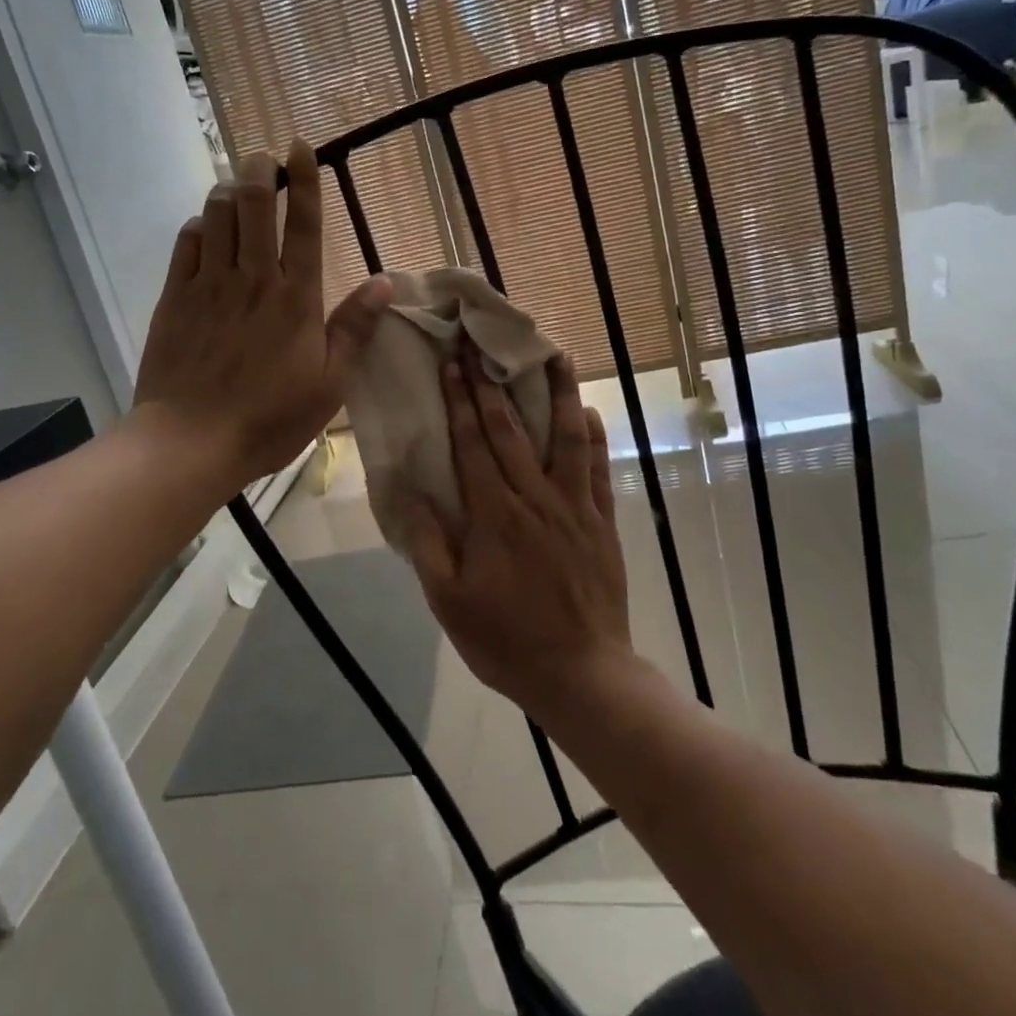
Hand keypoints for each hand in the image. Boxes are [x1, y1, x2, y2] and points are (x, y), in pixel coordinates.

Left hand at [133, 143, 390, 494]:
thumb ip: (355, 328)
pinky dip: (198, 224)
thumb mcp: (330, 383)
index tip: (301, 146)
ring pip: (216, 215)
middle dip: (260, 170)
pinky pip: (185, 243)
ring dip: (228, 190)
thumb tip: (385, 281)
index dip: (304, 179)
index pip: (303, 223)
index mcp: (296, 297)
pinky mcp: (174, 298)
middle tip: (264, 157)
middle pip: (254, 204)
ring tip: (237, 185)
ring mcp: (208, 284)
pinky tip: (205, 226)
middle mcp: (252, 278)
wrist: (191, 441)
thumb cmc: (270, 418)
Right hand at [400, 348, 633, 722]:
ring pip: (567, 437)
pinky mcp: (602, 521)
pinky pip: (600, 469)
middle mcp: (535, 497)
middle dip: (492, 381)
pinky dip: (595, 437)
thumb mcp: (448, 600)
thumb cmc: (505, 640)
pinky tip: (589, 412)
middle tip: (483, 341)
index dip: (460, 399)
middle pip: (511, 428)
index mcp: (494, 514)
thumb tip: (413, 492)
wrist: (580, 674)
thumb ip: (430, 543)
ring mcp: (574, 506)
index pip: (472, 443)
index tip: (453, 361)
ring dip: (559, 392)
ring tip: (555, 353)